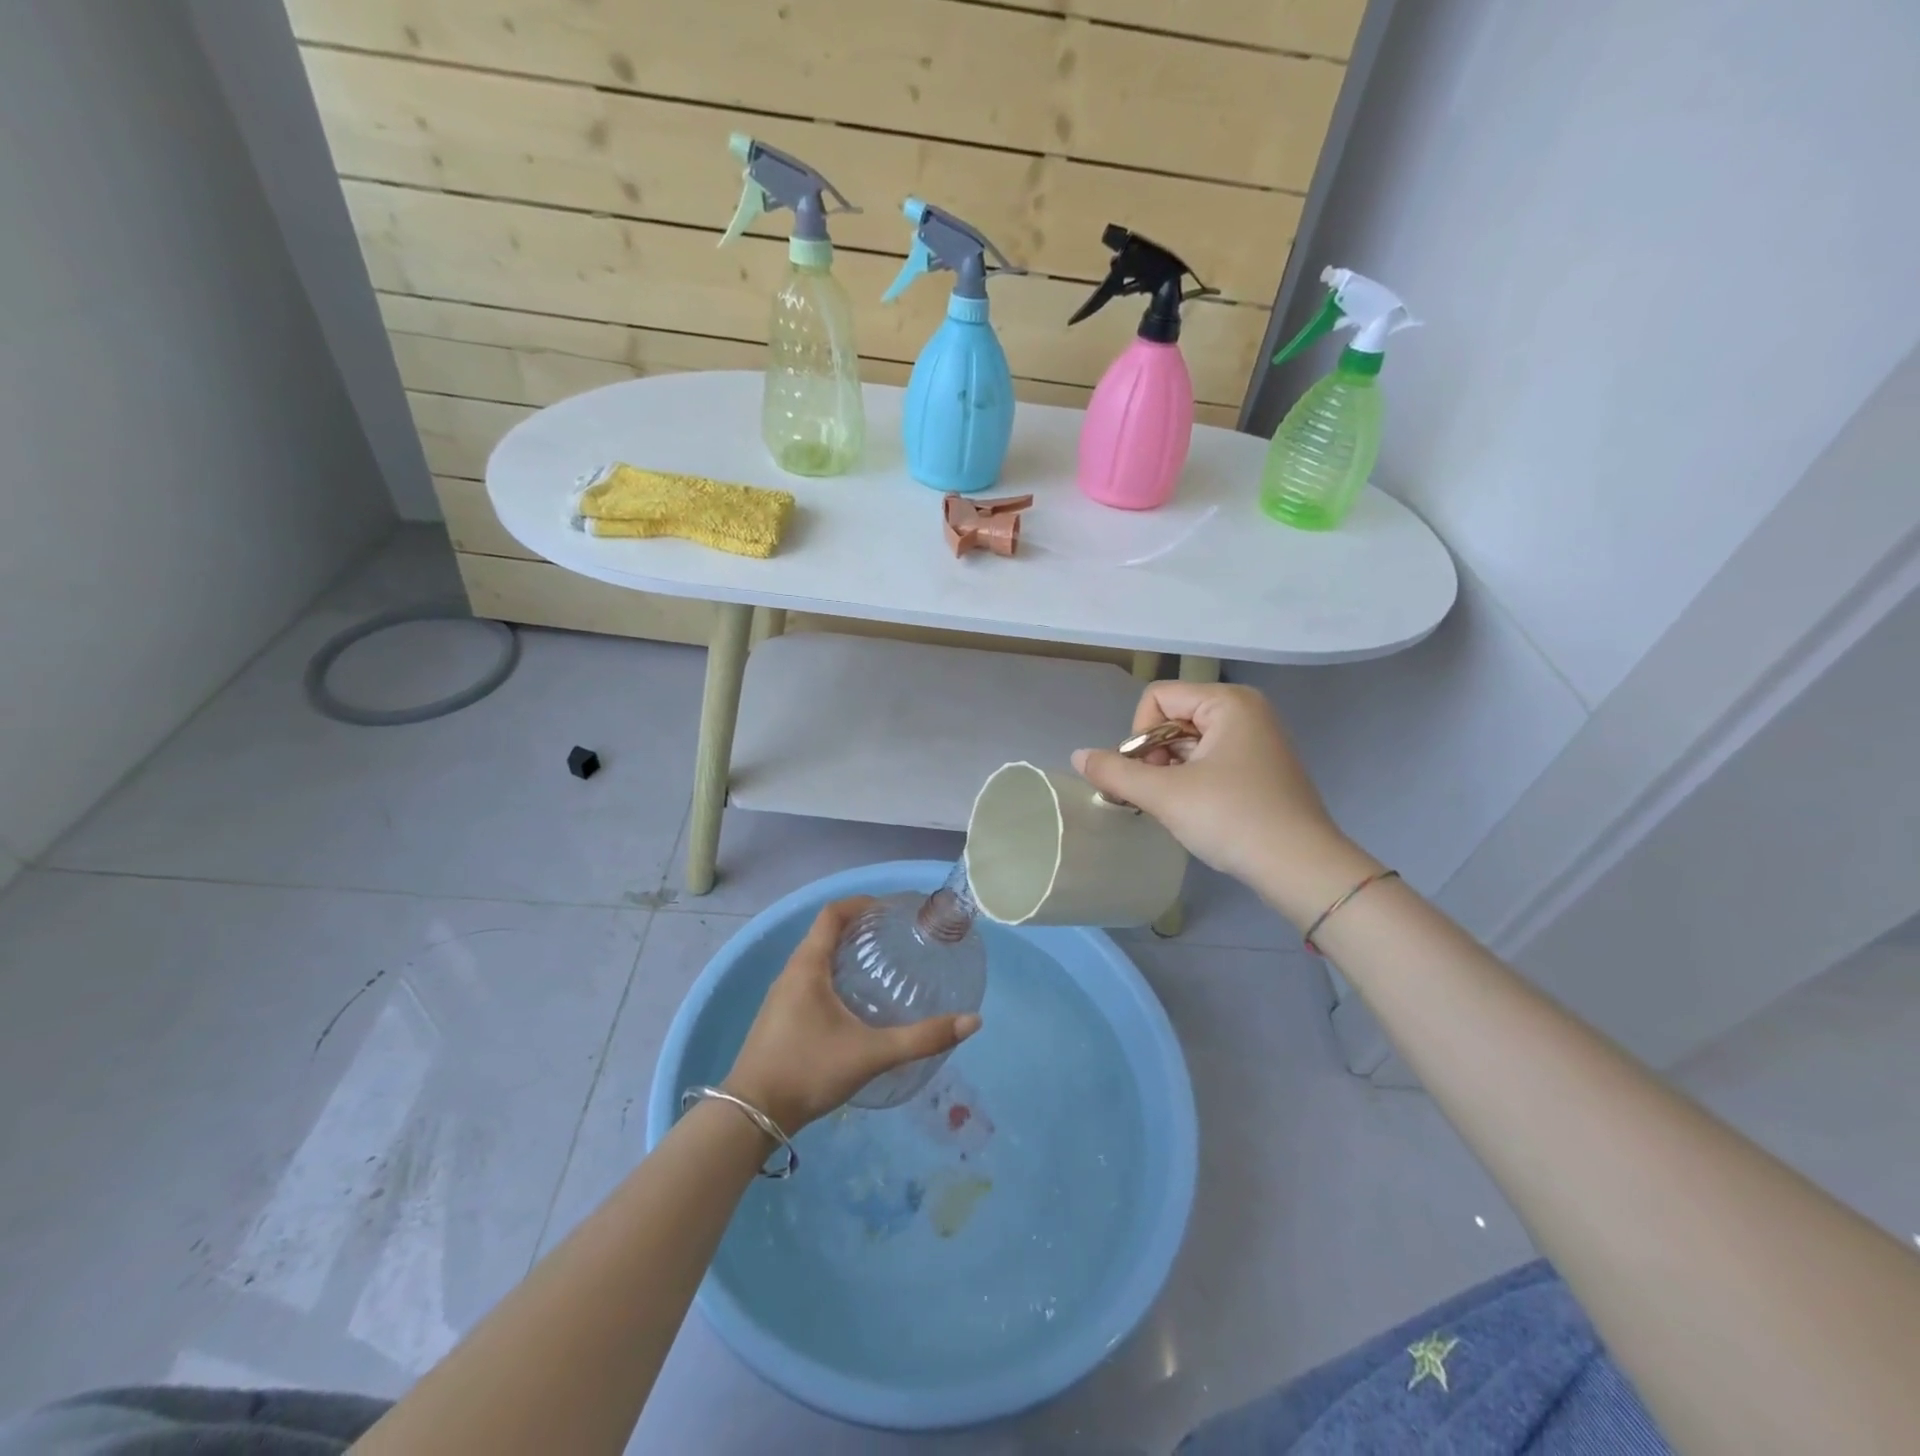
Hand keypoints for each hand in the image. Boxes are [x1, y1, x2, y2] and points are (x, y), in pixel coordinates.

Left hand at [724, 897, 980, 1133]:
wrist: (750, 1116)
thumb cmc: (808, 1071)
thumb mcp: (871, 1053)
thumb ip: (921, 1039)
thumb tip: (972, 1021)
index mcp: (808, 966)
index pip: (832, 914)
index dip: (861, 903)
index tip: (890, 910)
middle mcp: (791, 973)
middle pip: (824, 934)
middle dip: (858, 928)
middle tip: (894, 938)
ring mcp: (781, 997)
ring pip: (815, 959)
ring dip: (845, 953)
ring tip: (880, 967)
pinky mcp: (779, 1019)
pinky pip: (809, 981)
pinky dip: (834, 976)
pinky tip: (855, 1004)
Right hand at [1072, 682, 1375, 922]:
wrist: (1301, 868)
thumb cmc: (1232, 819)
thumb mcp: (1165, 795)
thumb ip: (1115, 772)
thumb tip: (1077, 756)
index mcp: (1228, 702)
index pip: (1157, 699)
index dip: (1139, 735)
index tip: (1147, 775)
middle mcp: (1244, 711)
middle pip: (1171, 719)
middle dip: (1153, 756)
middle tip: (1156, 796)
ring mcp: (1255, 740)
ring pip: (1187, 743)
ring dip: (1168, 773)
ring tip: (1172, 808)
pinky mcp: (1259, 768)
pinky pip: (1208, 760)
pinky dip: (1190, 781)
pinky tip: (1192, 811)